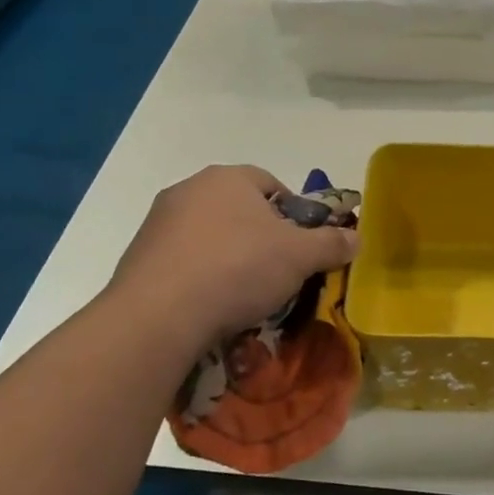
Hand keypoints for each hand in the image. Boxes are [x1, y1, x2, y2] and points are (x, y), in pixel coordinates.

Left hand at [107, 165, 358, 358]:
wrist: (158, 316)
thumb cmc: (238, 269)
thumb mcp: (301, 257)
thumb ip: (332, 243)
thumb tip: (356, 237)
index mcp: (229, 178)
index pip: (272, 183)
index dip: (294, 213)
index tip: (302, 245)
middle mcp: (189, 189)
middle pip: (240, 209)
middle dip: (261, 236)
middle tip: (278, 270)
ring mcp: (158, 223)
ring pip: (210, 235)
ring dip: (229, 257)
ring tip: (244, 295)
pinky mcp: (137, 257)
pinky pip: (183, 261)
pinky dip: (201, 277)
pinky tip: (211, 305)